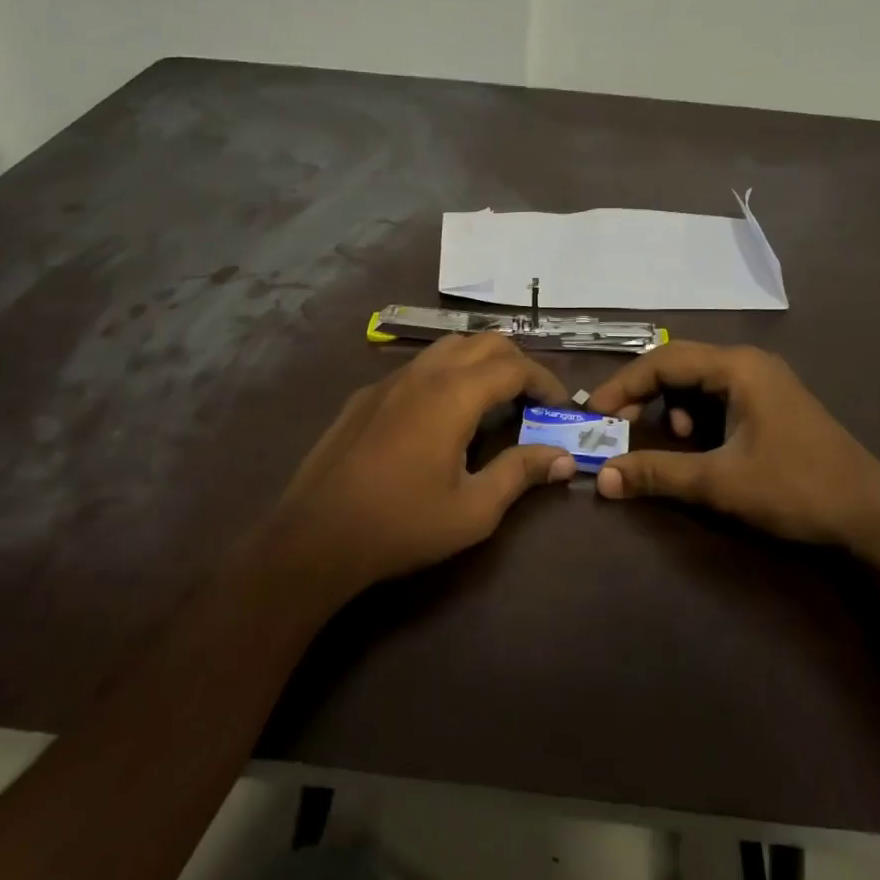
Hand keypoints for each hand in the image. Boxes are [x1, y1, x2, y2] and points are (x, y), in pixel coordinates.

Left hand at [256, 335, 575, 600]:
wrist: (315, 536)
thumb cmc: (401, 524)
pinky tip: (441, 414)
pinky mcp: (366, 395)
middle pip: (483, 342)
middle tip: (532, 399)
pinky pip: (418, 367)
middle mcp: (424, 373)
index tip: (560, 406)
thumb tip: (563, 457)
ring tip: (493, 398)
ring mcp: (391, 380)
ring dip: (480, 361)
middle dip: (517, 362)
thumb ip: (521, 473)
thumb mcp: (473, 510)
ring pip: (448, 347)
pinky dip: (446, 374)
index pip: (514, 366)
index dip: (544, 381)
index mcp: (454, 395)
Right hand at [586, 341, 879, 565]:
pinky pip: (720, 396)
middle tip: (615, 423)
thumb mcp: (720, 482)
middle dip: (643, 393)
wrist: (873, 517)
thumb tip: (601, 478)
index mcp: (737, 367)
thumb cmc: (795, 489)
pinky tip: (702, 444)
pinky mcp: (772, 402)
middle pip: (679, 365)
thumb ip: (657, 473)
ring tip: (672, 440)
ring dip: (673, 406)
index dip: (622, 385)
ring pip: (698, 381)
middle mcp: (748, 362)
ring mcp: (764, 381)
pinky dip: (698, 415)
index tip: (593, 412)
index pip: (663, 361)